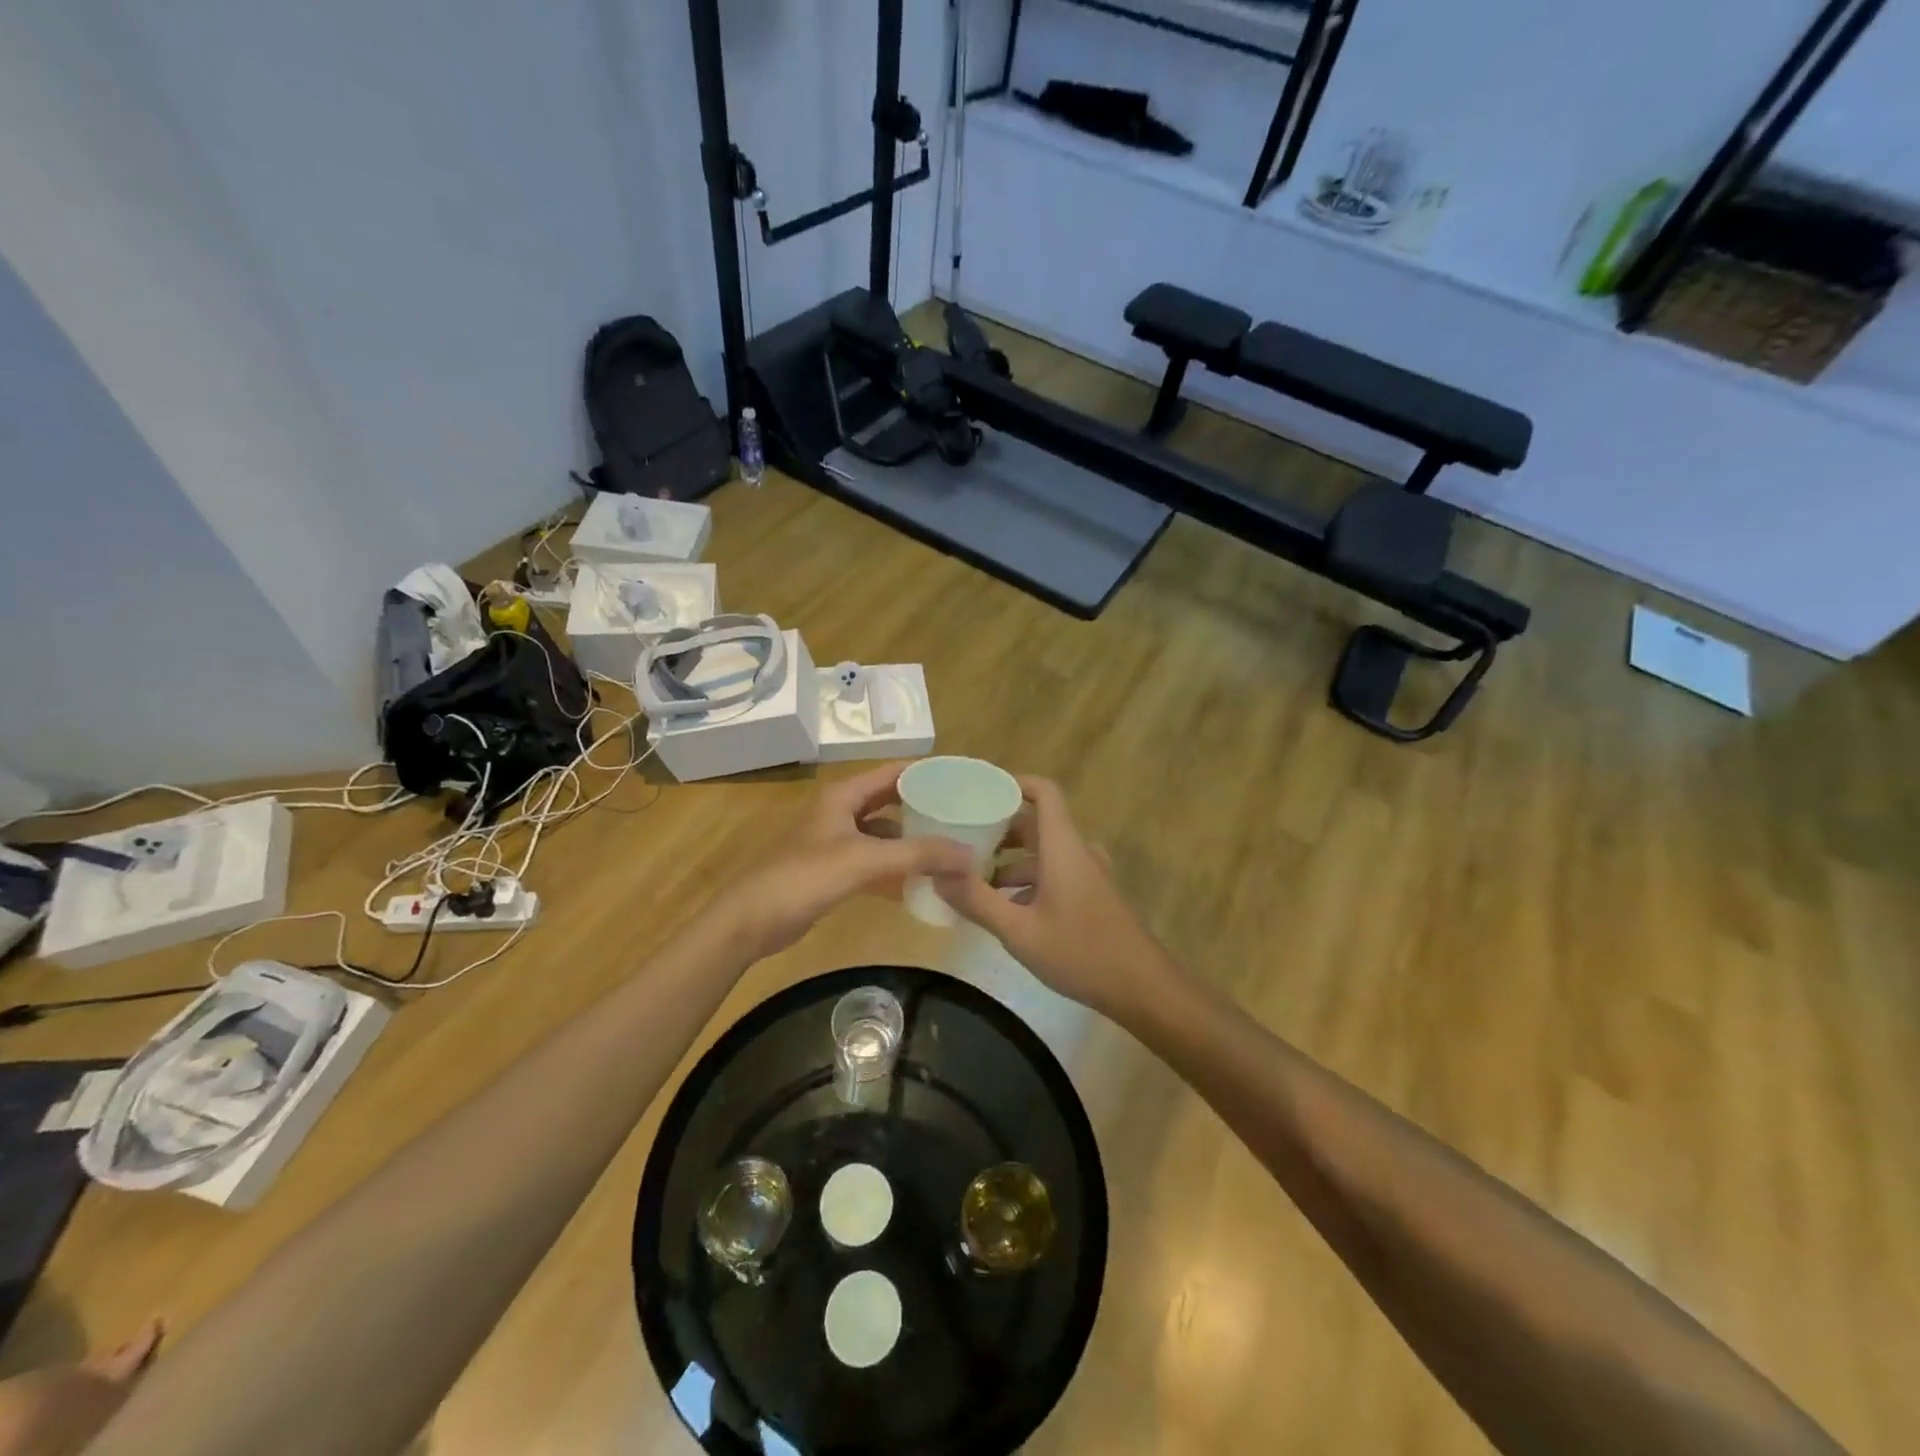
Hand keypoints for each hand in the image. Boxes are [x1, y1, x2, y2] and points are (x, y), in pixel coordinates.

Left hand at [725, 763, 974, 958]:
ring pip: (882, 834)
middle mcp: (839, 811)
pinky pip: (872, 862)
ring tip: (949, 849)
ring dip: (911, 841)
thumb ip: (919, 855)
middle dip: (923, 808)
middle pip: (890, 802)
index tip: (964, 780)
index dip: (927, 773)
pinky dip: (894, 868)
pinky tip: (920, 882)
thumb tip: (971, 855)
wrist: (751, 920)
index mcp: (843, 795)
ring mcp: (834, 841)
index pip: (893, 772)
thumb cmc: (805, 876)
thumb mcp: (866, 860)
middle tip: (963, 816)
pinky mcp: (831, 871)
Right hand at [934, 776, 1177, 1019]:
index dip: (1013, 783)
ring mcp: (1088, 875)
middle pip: (1036, 823)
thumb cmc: (1080, 952)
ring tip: (973, 881)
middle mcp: (1077, 852)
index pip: (1043, 792)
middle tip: (960, 840)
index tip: (978, 791)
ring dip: (1010, 861)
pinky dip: (1027, 881)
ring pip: (1043, 853)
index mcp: (1063, 847)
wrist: (1142, 987)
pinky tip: (1005, 910)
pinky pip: (1054, 874)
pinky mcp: (1092, 896)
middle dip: (998, 829)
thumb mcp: (1019, 931)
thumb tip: (937, 873)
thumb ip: (977, 901)